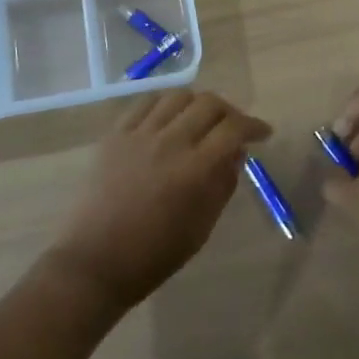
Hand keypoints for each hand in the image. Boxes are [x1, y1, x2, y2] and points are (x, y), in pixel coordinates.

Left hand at [46, 91, 270, 312]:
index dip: (253, 126)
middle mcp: (170, 142)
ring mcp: (139, 134)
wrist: (95, 261)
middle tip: (233, 127)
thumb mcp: (201, 227)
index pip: (233, 129)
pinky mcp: (116, 134)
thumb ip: (223, 185)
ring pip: (178, 96)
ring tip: (201, 119)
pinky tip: (169, 116)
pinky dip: (165, 104)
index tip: (263, 133)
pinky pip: (145, 103)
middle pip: (209, 104)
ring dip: (197, 103)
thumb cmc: (154, 255)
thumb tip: (236, 153)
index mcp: (195, 170)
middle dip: (229, 111)